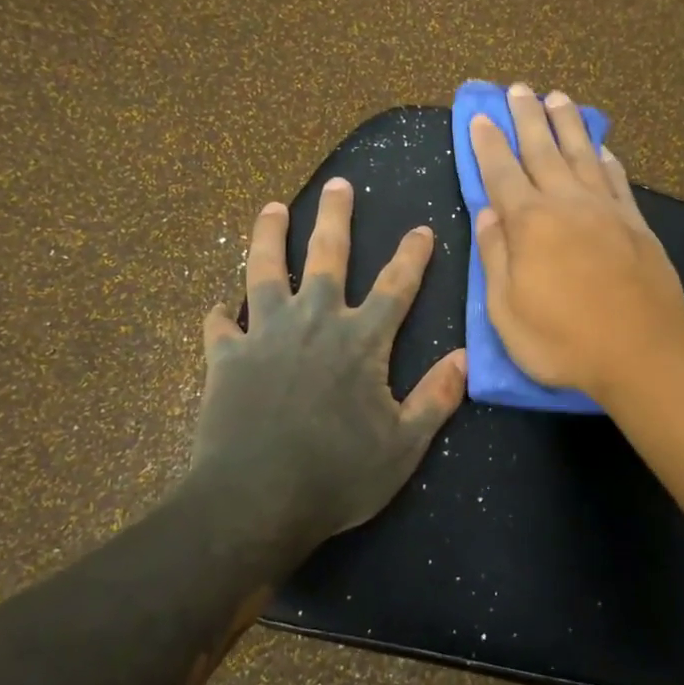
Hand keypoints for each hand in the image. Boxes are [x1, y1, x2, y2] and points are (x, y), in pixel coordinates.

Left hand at [190, 178, 466, 551]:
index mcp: (361, 341)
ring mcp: (265, 335)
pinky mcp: (225, 357)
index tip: (422, 229)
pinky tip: (218, 307)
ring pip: (265, 270)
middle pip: (327, 256)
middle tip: (339, 184)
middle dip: (336, 217)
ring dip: (268, 236)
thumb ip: (435, 399)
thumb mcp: (403, 446)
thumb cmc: (337, 476)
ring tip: (270, 208)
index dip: (412, 256)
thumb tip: (465, 359)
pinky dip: (219, 315)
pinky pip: (219, 326)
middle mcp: (314, 322)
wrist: (255, 500)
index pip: (395, 286)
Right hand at [470, 84, 683, 400]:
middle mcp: (566, 204)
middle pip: (542, 150)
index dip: (488, 143)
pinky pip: (616, 179)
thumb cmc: (562, 340)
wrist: (641, 352)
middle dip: (526, 118)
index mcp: (529, 223)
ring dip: (566, 124)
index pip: (501, 172)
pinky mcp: (636, 224)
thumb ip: (495, 256)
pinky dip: (604, 158)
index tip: (479, 116)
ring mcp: (605, 210)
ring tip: (557, 98)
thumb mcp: (506, 309)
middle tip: (518, 89)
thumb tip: (487, 213)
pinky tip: (600, 147)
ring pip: (581, 154)